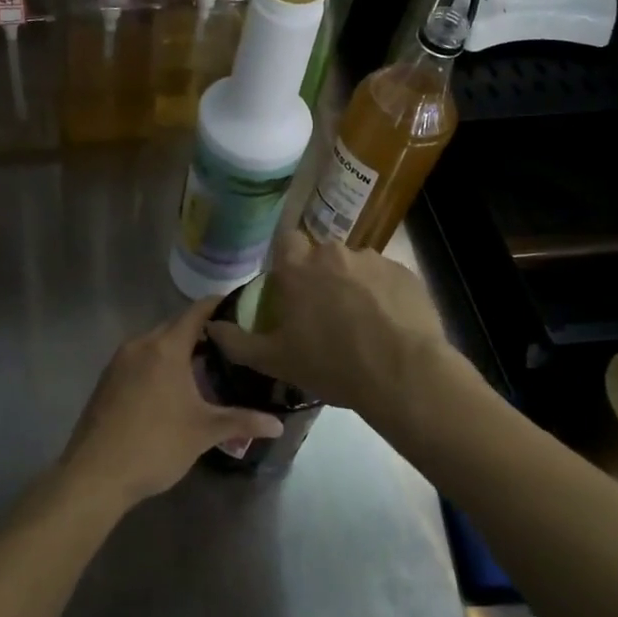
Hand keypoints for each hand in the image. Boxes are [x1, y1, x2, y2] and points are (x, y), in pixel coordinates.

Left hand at [60, 296, 282, 509]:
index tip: (242, 307)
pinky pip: (140, 359)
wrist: (95, 474)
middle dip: (202, 332)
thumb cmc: (155, 445)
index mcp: (166, 348)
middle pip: (175, 326)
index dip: (219, 305)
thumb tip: (279, 424)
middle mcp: (140, 344)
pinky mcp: (107, 379)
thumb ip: (242, 421)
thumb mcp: (204, 432)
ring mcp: (119, 361)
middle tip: (232, 344)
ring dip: (179, 350)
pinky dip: (159, 363)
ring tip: (207, 366)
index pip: (196, 312)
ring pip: (156, 343)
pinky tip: (174, 387)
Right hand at [207, 233, 451, 425]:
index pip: (286, 242)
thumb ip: (237, 341)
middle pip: (322, 257)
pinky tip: (388, 325)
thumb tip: (211, 325)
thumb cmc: (331, 365)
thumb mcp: (275, 361)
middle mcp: (334, 253)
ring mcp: (374, 260)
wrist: (402, 373)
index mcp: (299, 268)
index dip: (287, 262)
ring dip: (354, 286)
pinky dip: (384, 296)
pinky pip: (386, 279)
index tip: (291, 290)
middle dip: (322, 278)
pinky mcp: (406, 273)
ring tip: (362, 324)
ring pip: (356, 267)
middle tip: (325, 314)